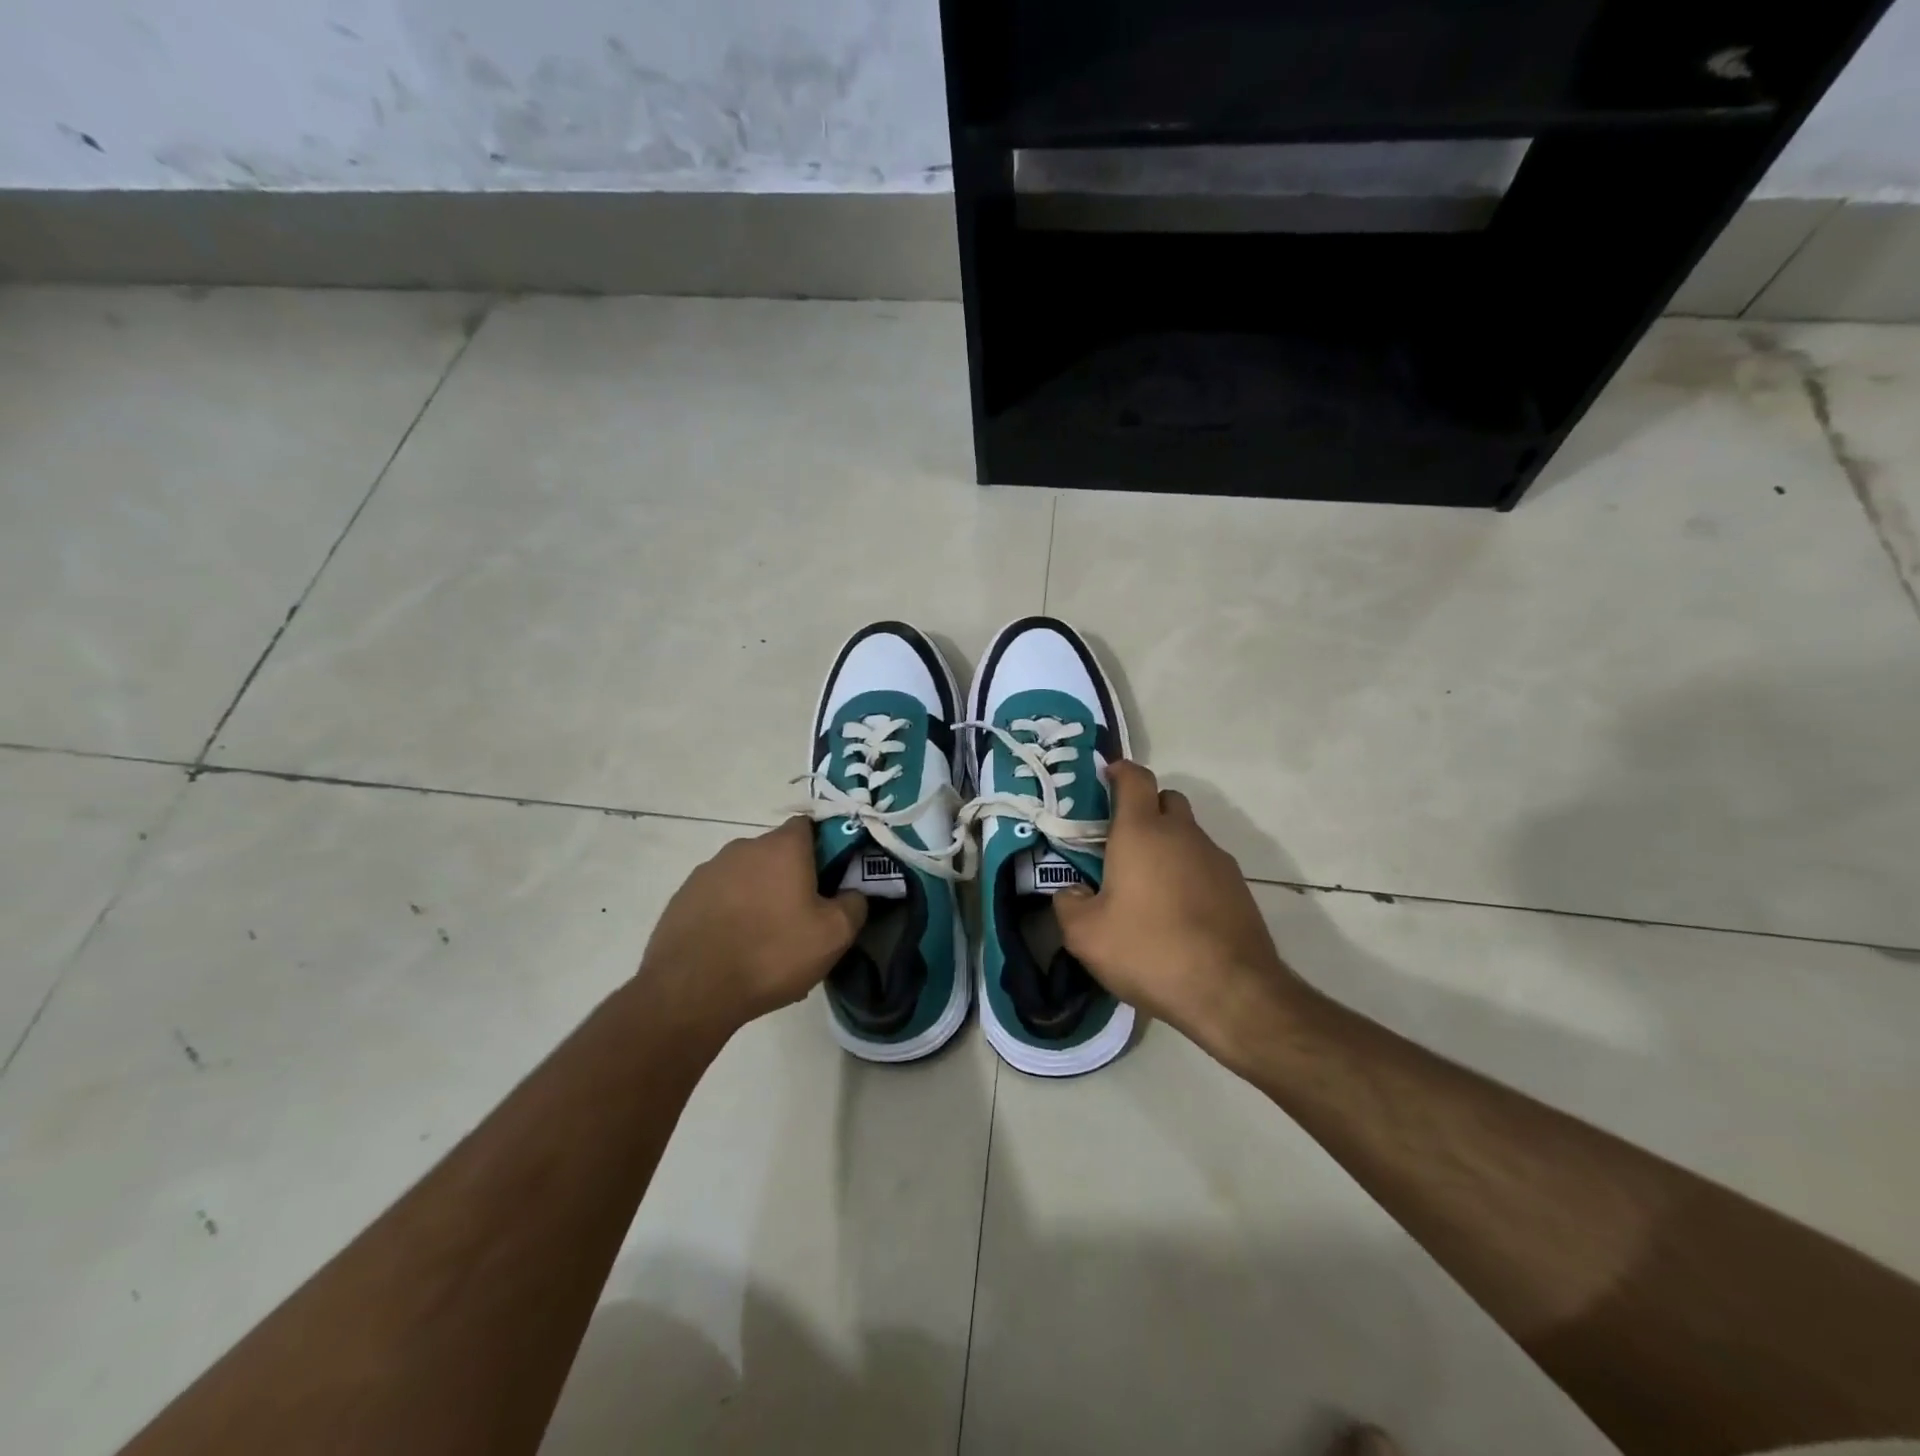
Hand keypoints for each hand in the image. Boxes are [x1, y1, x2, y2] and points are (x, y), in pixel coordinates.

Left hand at [638, 819, 866, 1039]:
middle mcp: (743, 848)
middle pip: (777, 853)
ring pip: (746, 875)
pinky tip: (733, 947)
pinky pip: (719, 897)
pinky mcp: (683, 897)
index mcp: (782, 847)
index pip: (809, 826)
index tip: (832, 878)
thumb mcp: (834, 935)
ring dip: (759, 895)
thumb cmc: (771, 954)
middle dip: (791, 876)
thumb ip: (854, 904)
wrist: (691, 991)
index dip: (825, 847)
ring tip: (764, 939)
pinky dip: (730, 913)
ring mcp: (708, 871)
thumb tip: (853, 893)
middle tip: (802, 916)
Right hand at [1054, 761, 1301, 1062]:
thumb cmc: (1149, 951)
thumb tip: (1074, 892)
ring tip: (1147, 886)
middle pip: (1165, 799)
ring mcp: (1216, 859)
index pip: (1135, 778)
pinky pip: (1205, 864)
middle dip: (1144, 809)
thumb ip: (1069, 904)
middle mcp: (1183, 834)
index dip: (1119, 771)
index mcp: (1142, 832)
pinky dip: (1188, 873)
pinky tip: (1177, 912)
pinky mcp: (1238, 887)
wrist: (1231, 992)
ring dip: (1167, 844)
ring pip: (1187, 833)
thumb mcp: (1085, 936)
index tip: (1105, 779)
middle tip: (1120, 841)